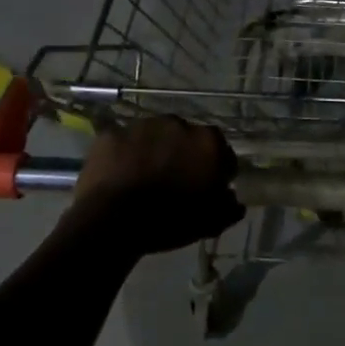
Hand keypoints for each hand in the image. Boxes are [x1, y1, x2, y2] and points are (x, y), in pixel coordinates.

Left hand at [68, 115, 244, 255]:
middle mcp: (178, 123)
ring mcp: (142, 125)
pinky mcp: (112, 133)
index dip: (215, 172)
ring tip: (143, 178)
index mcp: (208, 142)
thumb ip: (229, 207)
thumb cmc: (171, 220)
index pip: (221, 153)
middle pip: (186, 139)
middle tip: (173, 182)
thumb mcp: (211, 222)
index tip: (206, 188)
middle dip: (183, 155)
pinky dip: (124, 155)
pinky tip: (119, 176)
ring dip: (153, 151)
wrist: (114, 220)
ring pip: (154, 137)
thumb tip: (233, 199)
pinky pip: (123, 143)